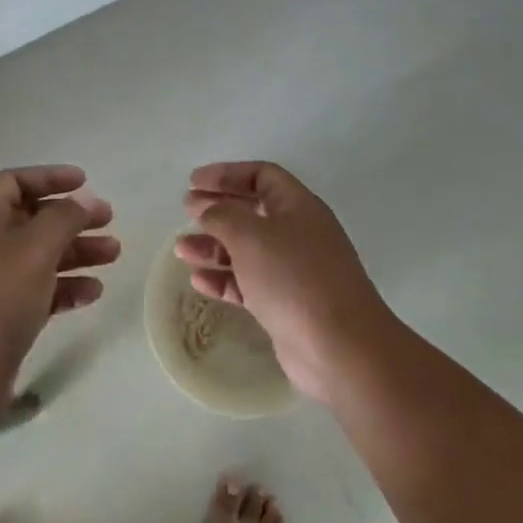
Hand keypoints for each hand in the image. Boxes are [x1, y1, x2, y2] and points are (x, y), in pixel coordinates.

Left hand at [0, 166, 117, 421]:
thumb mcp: (33, 248)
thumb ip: (63, 218)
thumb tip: (83, 200)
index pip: (13, 182)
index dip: (48, 176)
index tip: (85, 181)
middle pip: (32, 220)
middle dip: (71, 218)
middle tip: (109, 220)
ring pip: (40, 258)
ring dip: (76, 252)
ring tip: (114, 255)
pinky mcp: (3, 321)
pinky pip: (40, 294)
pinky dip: (66, 289)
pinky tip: (94, 293)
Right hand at [177, 162, 386, 402]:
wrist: (340, 348)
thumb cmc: (294, 278)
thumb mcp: (250, 235)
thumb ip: (222, 215)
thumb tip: (207, 209)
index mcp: (298, 206)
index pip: (261, 175)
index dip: (226, 174)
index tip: (194, 182)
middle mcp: (299, 233)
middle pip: (252, 211)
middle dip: (217, 209)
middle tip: (185, 211)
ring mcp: (295, 271)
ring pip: (248, 249)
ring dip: (214, 246)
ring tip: (182, 250)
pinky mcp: (287, 304)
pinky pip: (249, 283)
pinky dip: (224, 279)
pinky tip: (199, 282)